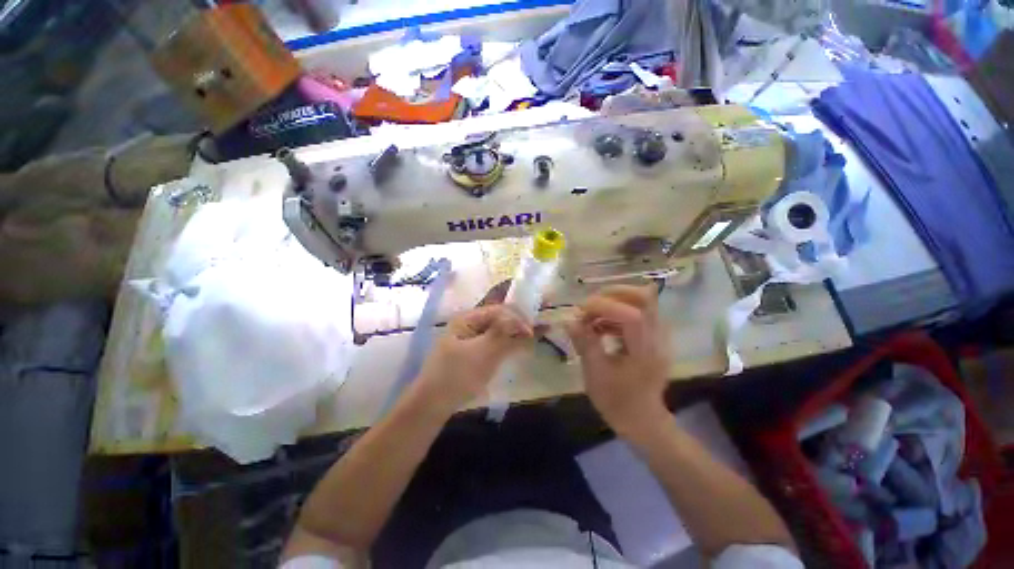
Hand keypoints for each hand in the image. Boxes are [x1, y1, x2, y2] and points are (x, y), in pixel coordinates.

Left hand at [411, 305, 533, 415]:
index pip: (498, 311)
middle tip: (538, 332)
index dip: (516, 319)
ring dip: (515, 333)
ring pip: (499, 331)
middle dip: (518, 323)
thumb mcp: (482, 353)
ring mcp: (472, 339)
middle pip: (499, 319)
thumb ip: (503, 335)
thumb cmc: (457, 375)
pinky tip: (520, 346)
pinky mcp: (475, 353)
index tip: (531, 333)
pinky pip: (495, 343)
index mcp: (468, 318)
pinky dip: (508, 344)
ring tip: (534, 337)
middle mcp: (470, 325)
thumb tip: (523, 323)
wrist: (433, 404)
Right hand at [565, 285, 670, 437]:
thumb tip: (569, 320)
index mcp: (645, 352)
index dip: (604, 306)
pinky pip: (637, 312)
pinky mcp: (653, 336)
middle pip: (644, 298)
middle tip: (589, 305)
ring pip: (642, 301)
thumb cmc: (618, 402)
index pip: (631, 315)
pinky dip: (617, 313)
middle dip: (613, 294)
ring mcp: (659, 335)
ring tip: (591, 318)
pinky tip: (600, 327)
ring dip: (613, 302)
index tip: (580, 311)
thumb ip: (584, 343)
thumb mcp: (595, 374)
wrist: (642, 420)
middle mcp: (658, 338)